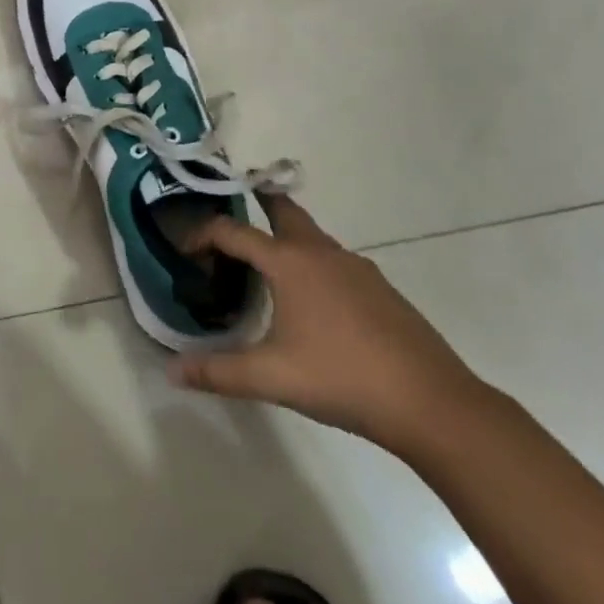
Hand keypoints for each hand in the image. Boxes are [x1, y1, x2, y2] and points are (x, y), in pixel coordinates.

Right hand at [170, 195, 481, 452]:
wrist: (432, 402)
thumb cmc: (342, 378)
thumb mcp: (271, 378)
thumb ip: (217, 372)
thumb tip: (172, 372)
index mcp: (289, 262)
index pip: (233, 231)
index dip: (203, 235)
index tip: (185, 251)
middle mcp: (321, 252)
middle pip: (283, 209)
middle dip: (258, 201)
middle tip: (234, 212)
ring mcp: (356, 268)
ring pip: (312, 235)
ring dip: (286, 236)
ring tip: (266, 264)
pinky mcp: (380, 288)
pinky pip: (335, 260)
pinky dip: (313, 261)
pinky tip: (313, 300)